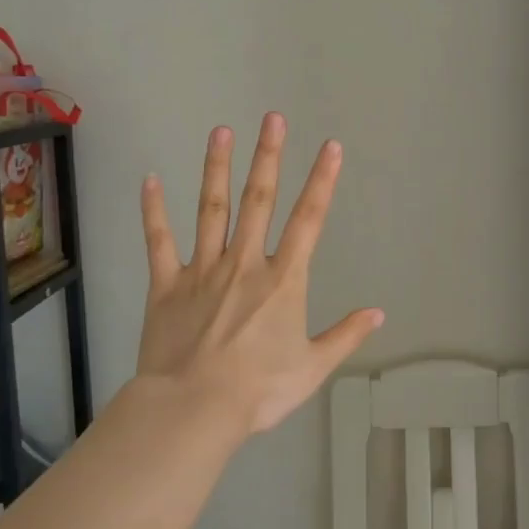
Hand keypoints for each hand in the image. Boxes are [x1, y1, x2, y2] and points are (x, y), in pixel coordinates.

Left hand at [138, 114, 383, 433]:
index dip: (322, 181)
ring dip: (217, 168)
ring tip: (221, 131)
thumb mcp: (312, 368)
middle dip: (268, 156)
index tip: (330, 147)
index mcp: (282, 280)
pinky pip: (159, 241)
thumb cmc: (258, 390)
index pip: (309, 220)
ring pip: (211, 209)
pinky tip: (149, 180)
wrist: (193, 410)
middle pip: (258, 200)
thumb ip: (345, 336)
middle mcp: (244, 263)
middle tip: (272, 118)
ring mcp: (202, 270)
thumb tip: (378, 313)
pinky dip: (153, 211)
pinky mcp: (166, 285)